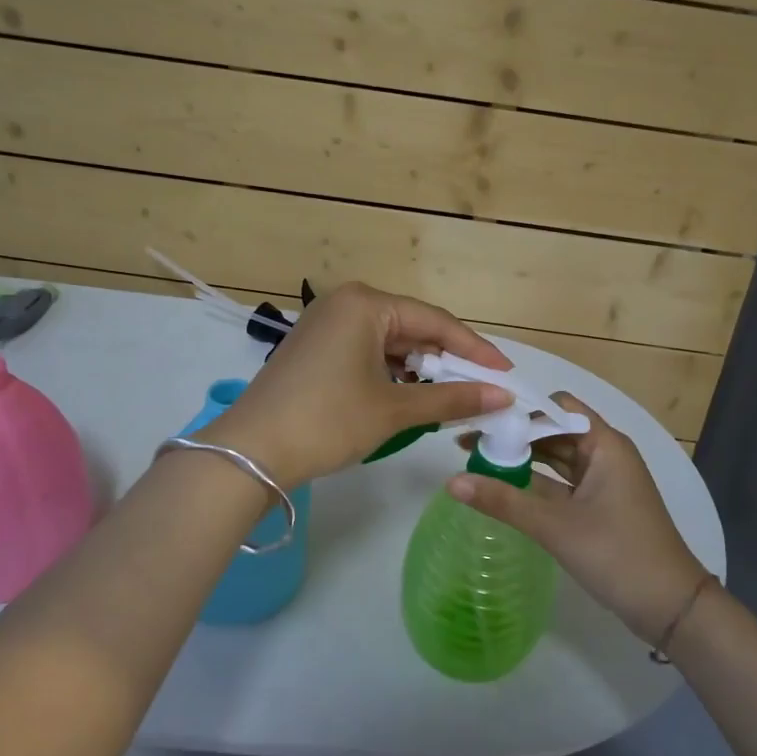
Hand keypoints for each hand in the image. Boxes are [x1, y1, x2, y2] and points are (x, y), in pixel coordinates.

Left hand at [196, 282, 512, 489]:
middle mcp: (344, 303)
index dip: (474, 349)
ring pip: (389, 343)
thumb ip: (451, 398)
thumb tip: (502, 396)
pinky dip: (391, 374)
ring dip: (419, 370)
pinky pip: (366, 353)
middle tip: (481, 388)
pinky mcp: (314, 349)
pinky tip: (408, 397)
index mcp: (365, 304)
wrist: (250, 452)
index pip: (436, 321)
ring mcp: (325, 325)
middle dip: (446, 361)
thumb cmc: (328, 421)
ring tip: (449, 397)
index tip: (505, 373)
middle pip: (412, 328)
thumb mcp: (394, 410)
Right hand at [447, 394, 708, 644]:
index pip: (556, 407)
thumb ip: (503, 501)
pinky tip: (501, 487)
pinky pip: (561, 484)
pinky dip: (534, 483)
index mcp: (604, 444)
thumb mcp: (556, 526)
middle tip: (467, 438)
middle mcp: (605, 454)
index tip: (480, 414)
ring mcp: (603, 481)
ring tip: (475, 459)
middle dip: (514, 434)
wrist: (670, 607)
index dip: (520, 408)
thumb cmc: (617, 554)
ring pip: (556, 459)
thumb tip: (451, 480)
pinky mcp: (598, 506)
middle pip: (553, 430)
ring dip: (522, 458)